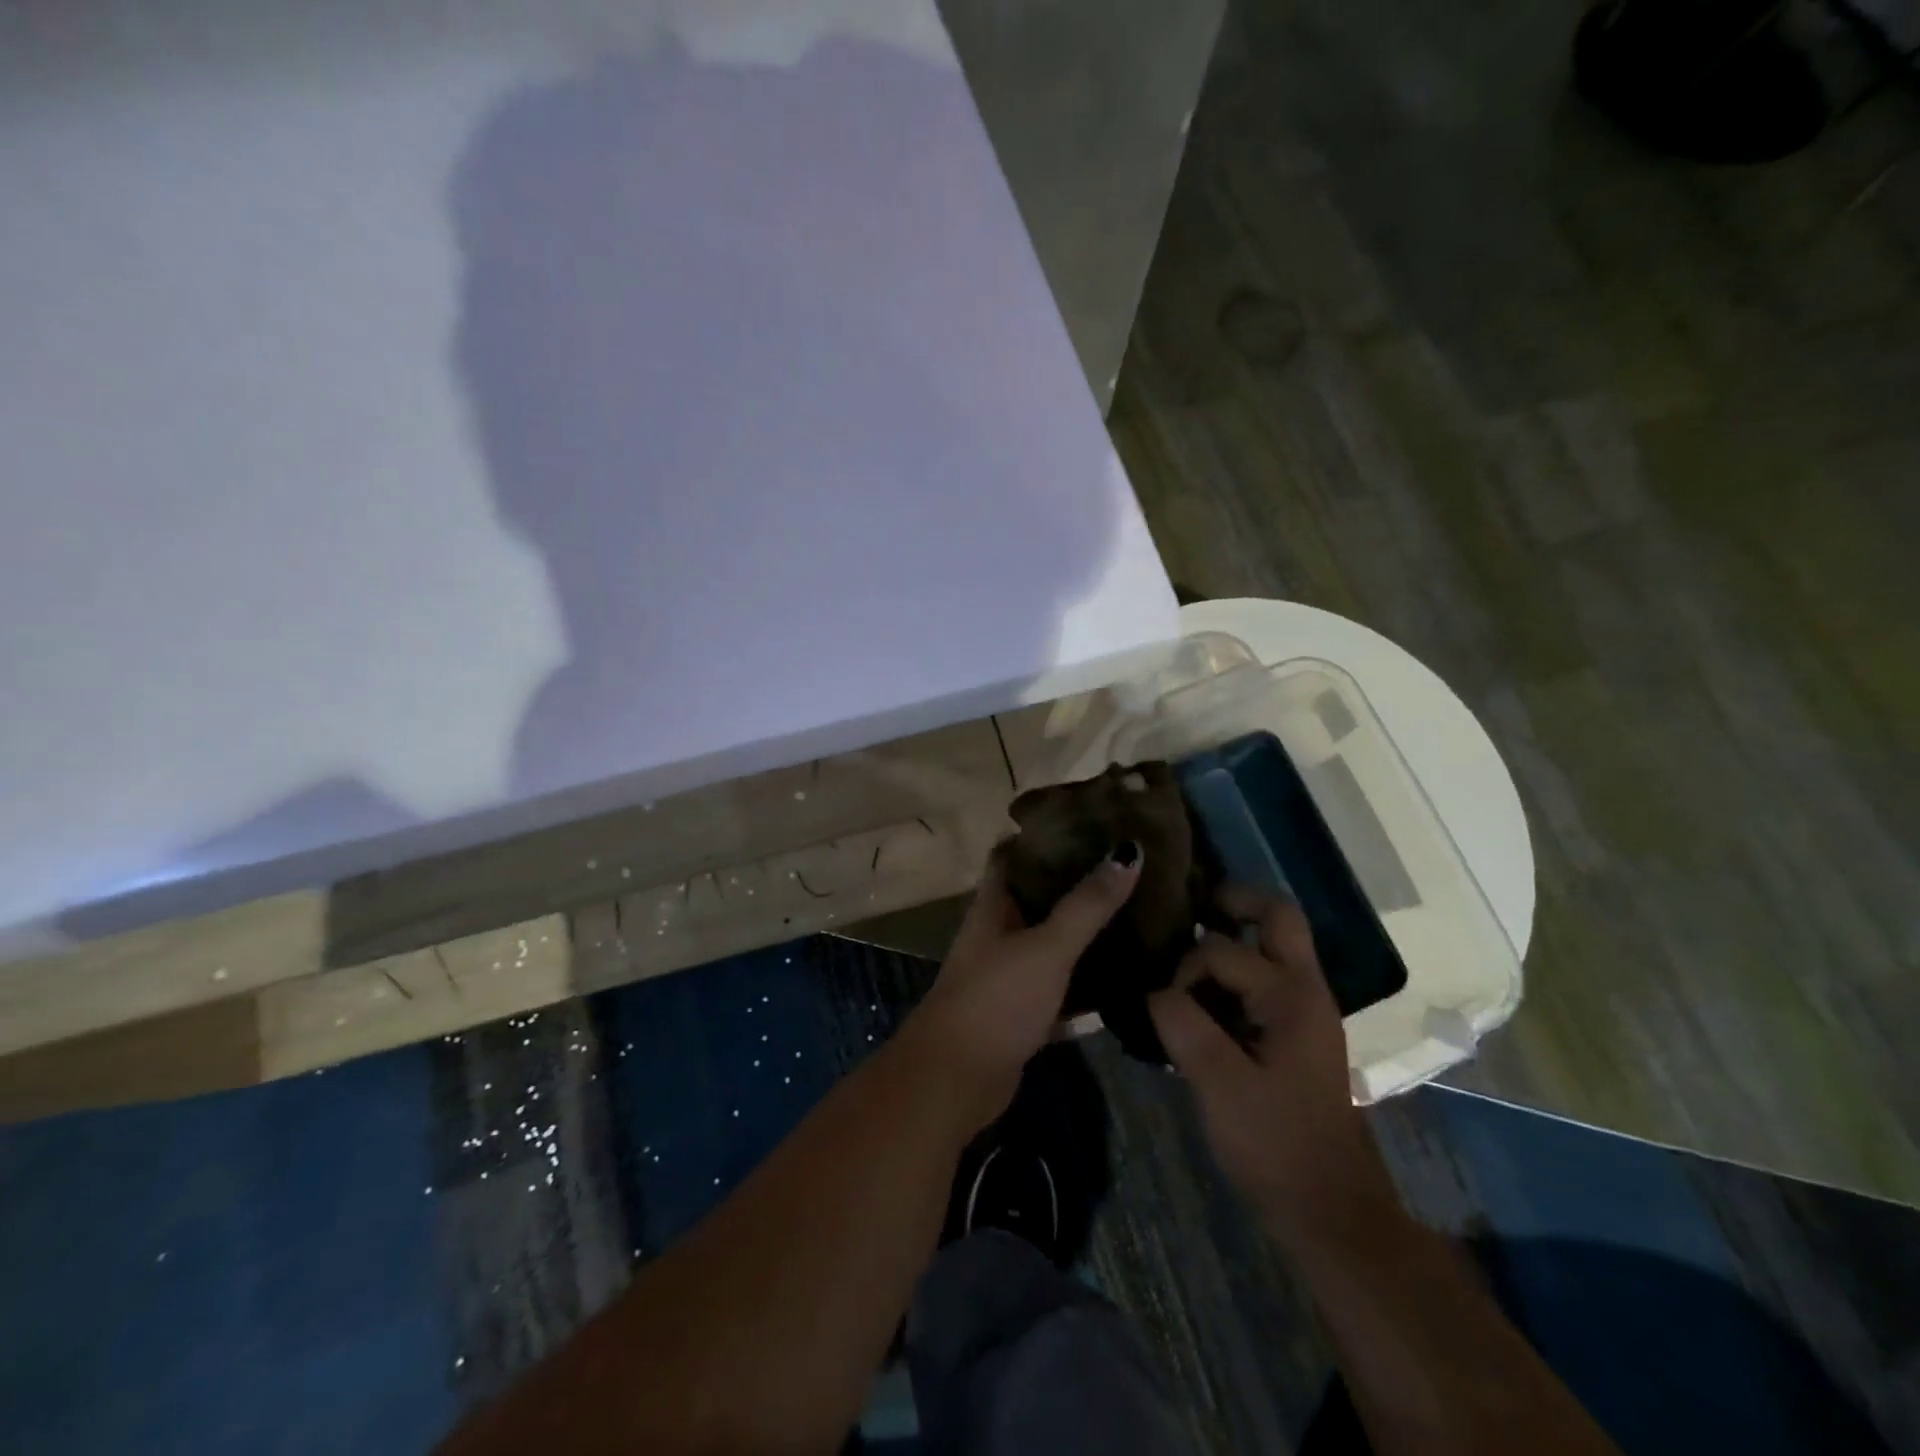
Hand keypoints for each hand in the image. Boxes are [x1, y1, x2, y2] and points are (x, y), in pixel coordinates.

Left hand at [909, 846, 1141, 1128]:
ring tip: (1138, 908)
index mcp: (994, 906)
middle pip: (1039, 896)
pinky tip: (1127, 970)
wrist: (957, 1079)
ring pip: (1052, 940)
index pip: (1013, 855)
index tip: (1090, 820)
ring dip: (1086, 928)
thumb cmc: (996, 999)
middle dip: (1077, 880)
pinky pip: (1062, 983)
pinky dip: (1088, 976)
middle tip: (1129, 864)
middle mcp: (999, 933)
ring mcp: (1010, 973)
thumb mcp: (1046, 946)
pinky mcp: (1024, 1010)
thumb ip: (1087, 904)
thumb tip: (1128, 851)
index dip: (1044, 834)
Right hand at [1148, 888, 1405, 1256]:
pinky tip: (1197, 997)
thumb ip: (1181, 1024)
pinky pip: (1263, 979)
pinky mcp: (1293, 1034)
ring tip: (1183, 950)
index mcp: (1291, 996)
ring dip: (1233, 936)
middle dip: (1233, 900)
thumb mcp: (1219, 1084)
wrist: (1331, 1213)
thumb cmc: (1277, 1146)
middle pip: (1277, 917)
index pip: (1222, 951)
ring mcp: (1303, 1012)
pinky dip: (1233, 972)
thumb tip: (1153, 990)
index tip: (1160, 1003)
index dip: (1184, 969)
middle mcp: (1304, 990)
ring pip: (1272, 946)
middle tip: (1188, 906)